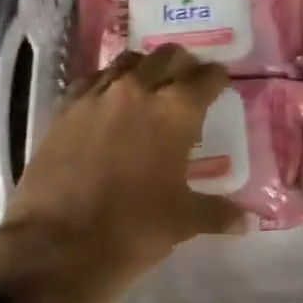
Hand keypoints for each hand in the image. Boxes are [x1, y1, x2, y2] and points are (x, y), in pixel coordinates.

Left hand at [0, 45, 243, 302]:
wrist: (57, 245)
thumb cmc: (133, 229)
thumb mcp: (184, 221)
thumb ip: (217, 212)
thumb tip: (245, 221)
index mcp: (175, 110)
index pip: (206, 78)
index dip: (218, 78)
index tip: (221, 83)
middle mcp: (137, 90)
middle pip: (167, 57)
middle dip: (183, 65)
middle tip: (189, 83)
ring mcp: (96, 95)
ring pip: (128, 62)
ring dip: (145, 68)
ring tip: (150, 87)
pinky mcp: (64, 109)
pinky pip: (92, 80)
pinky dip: (108, 83)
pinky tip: (109, 103)